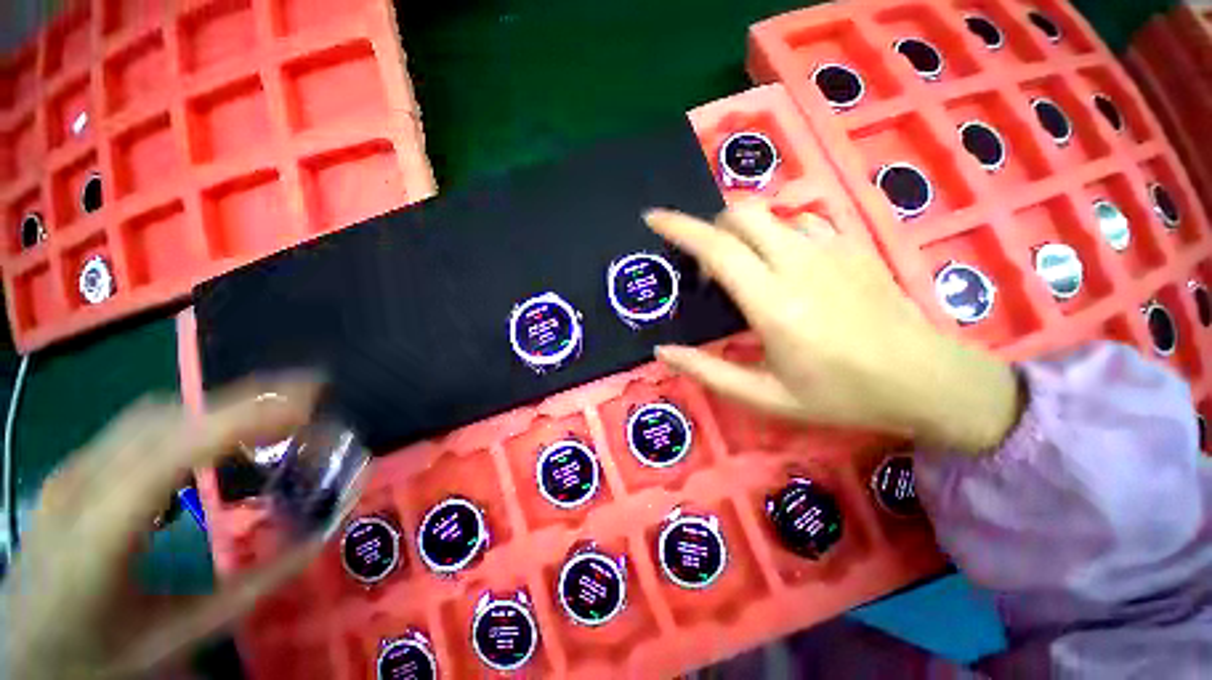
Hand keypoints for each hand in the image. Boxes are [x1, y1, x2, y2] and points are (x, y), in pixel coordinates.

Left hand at [2, 376, 322, 679]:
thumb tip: (319, 538)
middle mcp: (78, 487)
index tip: (311, 400)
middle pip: (166, 419)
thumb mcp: (178, 638)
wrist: (20, 664)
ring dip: (219, 407)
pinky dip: (191, 420)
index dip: (242, 417)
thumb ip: (250, 588)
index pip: (174, 453)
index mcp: (97, 534)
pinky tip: (216, 438)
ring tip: (274, 415)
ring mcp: (69, 474)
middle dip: (244, 400)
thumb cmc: (98, 661)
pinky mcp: (71, 473)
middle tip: (308, 401)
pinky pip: (137, 429)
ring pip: (152, 416)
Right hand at [646, 202, 1021, 452]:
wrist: (924, 379)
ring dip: (742, 231)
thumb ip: (707, 371)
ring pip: (769, 213)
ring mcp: (830, 247)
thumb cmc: (839, 394)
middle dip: (710, 228)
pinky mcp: (851, 244)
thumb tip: (663, 351)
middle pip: (740, 214)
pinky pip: (800, 220)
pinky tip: (784, 264)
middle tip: (707, 268)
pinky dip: (776, 233)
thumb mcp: (764, 396)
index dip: (678, 227)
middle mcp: (798, 263)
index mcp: (773, 304)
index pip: (716, 247)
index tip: (653, 219)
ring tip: (744, 268)